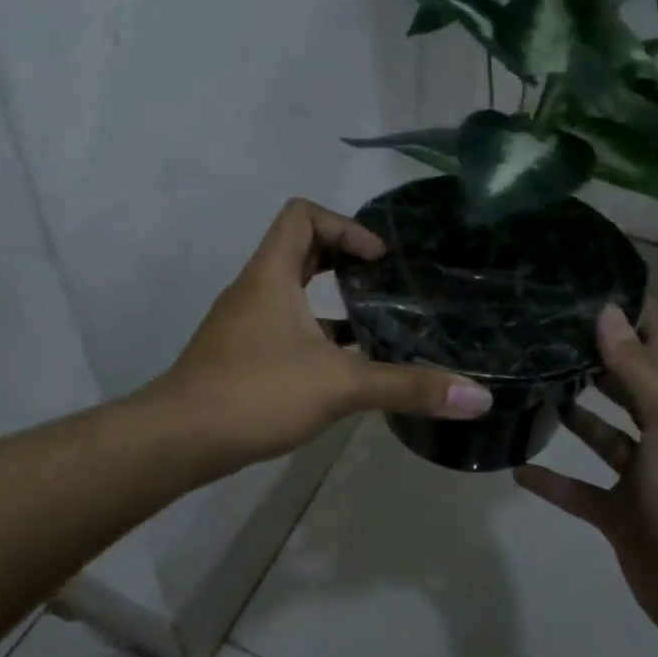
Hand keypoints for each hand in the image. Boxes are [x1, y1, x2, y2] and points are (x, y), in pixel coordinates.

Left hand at [149, 198, 493, 469]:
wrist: (177, 440)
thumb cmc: (256, 392)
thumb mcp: (340, 386)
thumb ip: (408, 387)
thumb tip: (480, 396)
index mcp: (272, 275)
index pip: (302, 215)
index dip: (345, 226)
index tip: (378, 260)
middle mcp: (255, 289)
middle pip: (299, 249)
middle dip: (344, 259)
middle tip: (385, 282)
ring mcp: (244, 323)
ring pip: (292, 292)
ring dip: (332, 300)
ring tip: (376, 324)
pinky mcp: (241, 355)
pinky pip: (285, 326)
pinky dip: (316, 333)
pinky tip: (345, 368)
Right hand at [514, 300, 657, 656]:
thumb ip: (637, 368)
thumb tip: (608, 311)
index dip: (632, 310)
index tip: (590, 278)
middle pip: (626, 383)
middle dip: (594, 355)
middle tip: (543, 326)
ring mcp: (641, 476)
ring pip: (602, 433)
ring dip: (574, 413)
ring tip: (529, 383)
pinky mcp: (620, 514)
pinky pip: (578, 489)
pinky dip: (551, 480)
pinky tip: (516, 466)